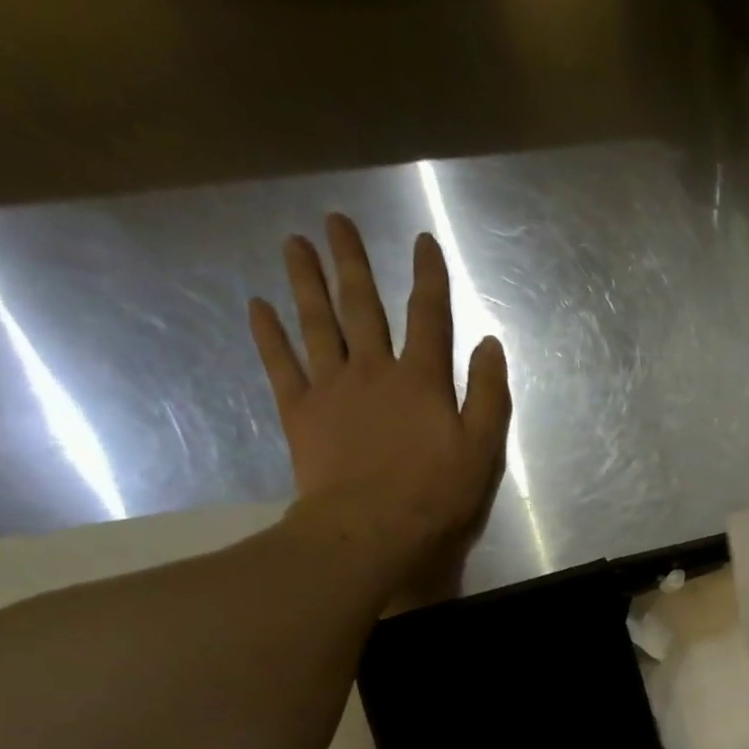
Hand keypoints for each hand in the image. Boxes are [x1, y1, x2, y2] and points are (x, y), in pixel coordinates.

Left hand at [249, 212, 510, 607]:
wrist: (373, 527)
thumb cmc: (437, 494)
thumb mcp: (482, 449)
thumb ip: (488, 395)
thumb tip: (490, 345)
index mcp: (422, 380)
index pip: (429, 318)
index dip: (428, 278)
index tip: (422, 241)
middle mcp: (373, 370)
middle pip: (362, 306)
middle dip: (353, 262)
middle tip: (336, 221)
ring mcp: (331, 387)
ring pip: (317, 323)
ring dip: (306, 281)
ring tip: (294, 243)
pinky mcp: (300, 411)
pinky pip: (281, 364)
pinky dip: (269, 334)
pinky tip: (258, 306)